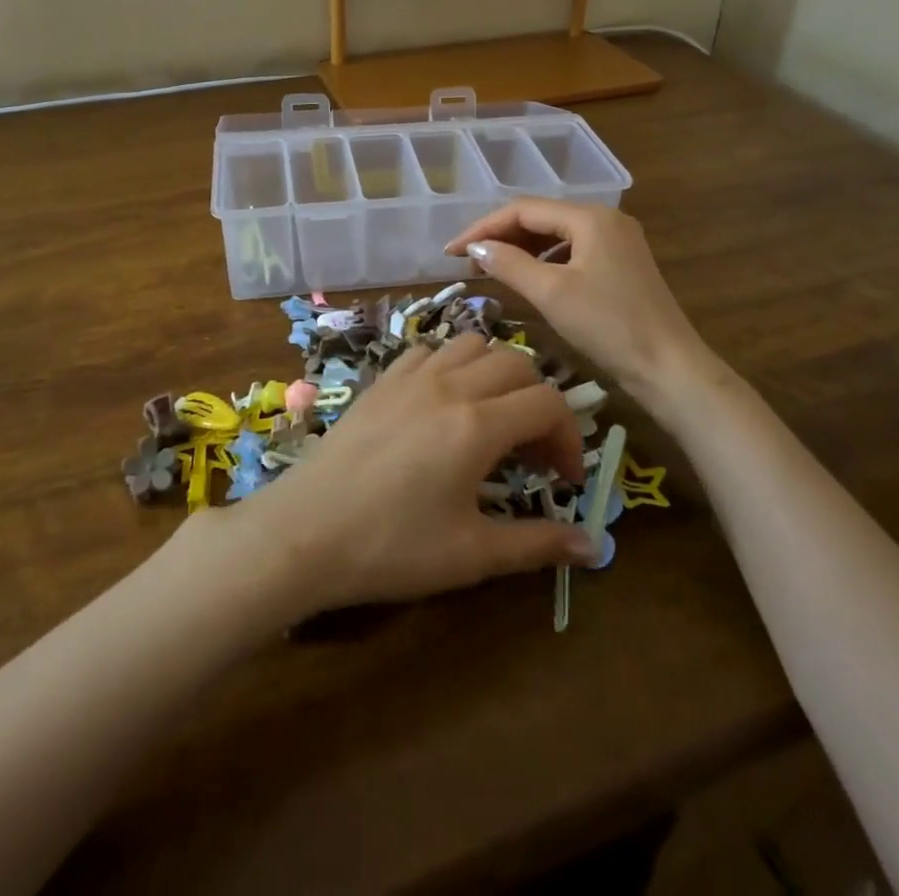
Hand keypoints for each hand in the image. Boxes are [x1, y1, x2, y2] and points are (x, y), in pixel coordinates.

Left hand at [216, 334, 594, 617]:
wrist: (305, 532)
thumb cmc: (391, 547)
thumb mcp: (471, 555)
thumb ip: (537, 544)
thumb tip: (594, 547)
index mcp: (478, 425)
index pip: (548, 404)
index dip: (569, 438)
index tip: (564, 480)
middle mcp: (450, 386)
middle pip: (518, 364)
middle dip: (539, 402)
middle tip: (532, 451)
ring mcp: (411, 376)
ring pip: (473, 344)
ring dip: (497, 373)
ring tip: (492, 417)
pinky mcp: (381, 380)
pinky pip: (429, 350)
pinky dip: (451, 365)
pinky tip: (442, 403)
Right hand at [445, 198, 715, 404]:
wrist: (670, 368)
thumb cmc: (609, 326)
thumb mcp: (552, 293)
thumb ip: (509, 263)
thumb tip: (475, 248)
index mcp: (591, 217)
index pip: (523, 210)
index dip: (482, 228)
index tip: (451, 252)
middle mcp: (605, 220)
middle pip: (540, 218)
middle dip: (500, 236)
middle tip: (466, 262)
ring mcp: (617, 242)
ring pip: (555, 236)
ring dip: (520, 248)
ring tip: (490, 269)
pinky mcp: (620, 265)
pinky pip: (571, 252)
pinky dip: (543, 261)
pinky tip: (528, 278)